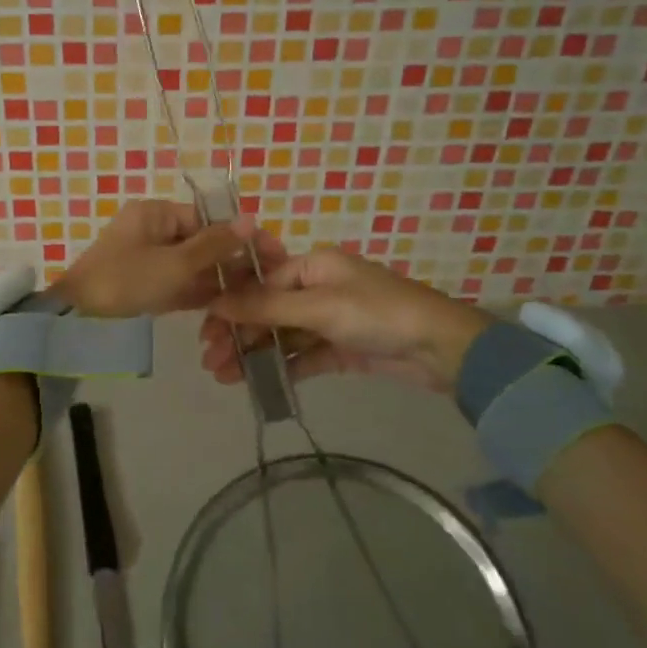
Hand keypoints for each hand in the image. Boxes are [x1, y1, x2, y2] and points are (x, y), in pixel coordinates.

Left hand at [51, 201, 272, 317]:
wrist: (77, 318)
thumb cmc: (126, 281)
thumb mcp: (175, 264)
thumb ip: (214, 245)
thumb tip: (250, 220)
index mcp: (155, 213)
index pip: (206, 218)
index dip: (240, 235)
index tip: (272, 252)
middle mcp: (151, 230)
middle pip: (200, 241)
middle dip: (232, 260)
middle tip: (268, 279)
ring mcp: (146, 258)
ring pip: (191, 265)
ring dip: (219, 279)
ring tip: (255, 295)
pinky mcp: (144, 284)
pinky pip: (178, 283)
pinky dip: (198, 293)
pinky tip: (227, 307)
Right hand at [200, 245, 491, 395]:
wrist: (440, 349)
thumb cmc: (376, 314)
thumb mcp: (318, 306)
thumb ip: (265, 307)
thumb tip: (215, 303)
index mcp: (312, 265)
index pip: (261, 284)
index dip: (232, 307)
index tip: (206, 332)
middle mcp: (318, 288)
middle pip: (267, 311)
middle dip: (238, 334)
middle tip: (210, 362)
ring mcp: (330, 320)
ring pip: (282, 336)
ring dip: (254, 353)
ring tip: (224, 377)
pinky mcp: (340, 349)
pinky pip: (302, 356)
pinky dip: (280, 367)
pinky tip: (256, 382)